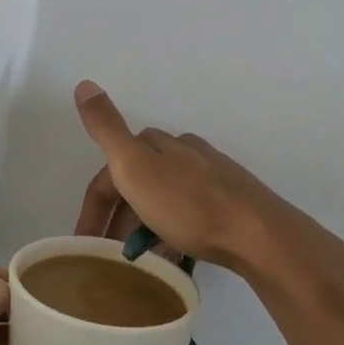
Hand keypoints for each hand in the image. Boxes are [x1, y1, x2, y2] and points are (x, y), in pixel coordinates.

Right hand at [71, 81, 328, 283]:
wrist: (258, 236)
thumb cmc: (189, 206)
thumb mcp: (135, 166)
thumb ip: (107, 129)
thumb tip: (84, 84)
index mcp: (159, 144)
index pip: (110, 173)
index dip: (93, 207)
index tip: (85, 244)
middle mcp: (185, 153)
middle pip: (138, 184)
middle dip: (119, 218)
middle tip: (111, 254)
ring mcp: (211, 178)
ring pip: (164, 200)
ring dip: (145, 227)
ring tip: (142, 261)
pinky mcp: (231, 204)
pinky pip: (189, 217)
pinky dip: (173, 234)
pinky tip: (176, 256)